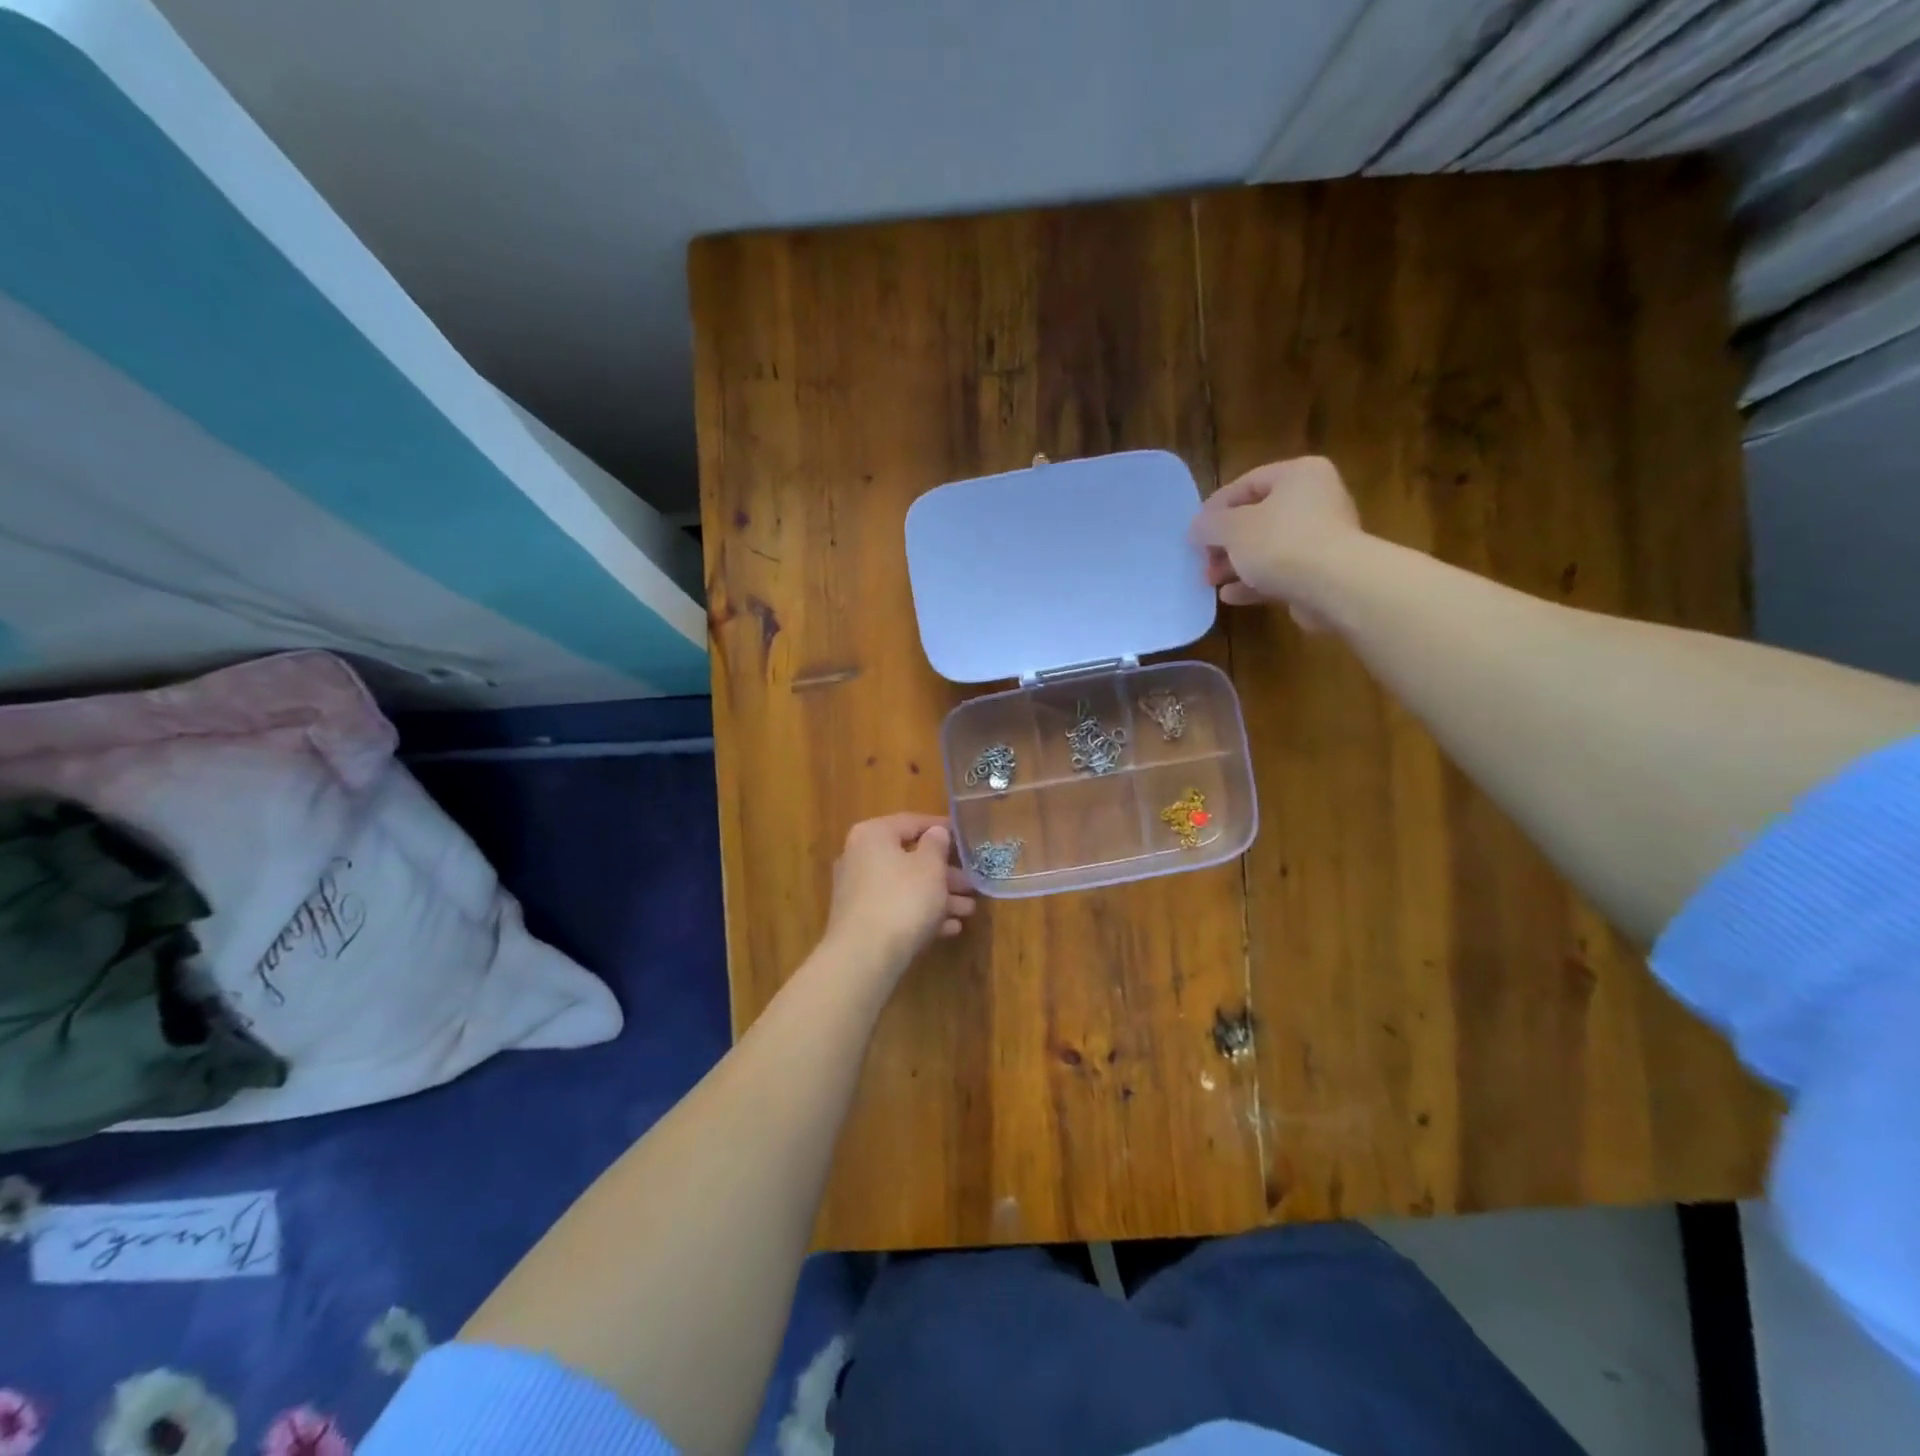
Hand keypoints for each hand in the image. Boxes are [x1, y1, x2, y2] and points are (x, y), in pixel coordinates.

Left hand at [824, 813, 976, 968]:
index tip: (965, 837)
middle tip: (971, 883)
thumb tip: (936, 832)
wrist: (864, 956)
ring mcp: (858, 891)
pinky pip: (897, 909)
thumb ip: (937, 845)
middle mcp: (859, 858)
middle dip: (945, 873)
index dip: (941, 828)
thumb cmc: (902, 899)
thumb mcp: (930, 867)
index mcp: (873, 835)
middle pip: (909, 858)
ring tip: (968, 910)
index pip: (911, 822)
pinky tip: (950, 928)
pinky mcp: (861, 921)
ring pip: (906, 887)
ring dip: (939, 897)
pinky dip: (922, 915)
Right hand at [1190, 457, 1362, 628]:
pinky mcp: (1322, 572)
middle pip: (1258, 517)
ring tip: (1210, 581)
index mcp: (1299, 475)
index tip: (1194, 531)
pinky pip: (1281, 572)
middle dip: (1225, 542)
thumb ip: (1209, 524)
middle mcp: (1316, 500)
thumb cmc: (1280, 543)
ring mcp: (1322, 538)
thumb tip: (1197, 528)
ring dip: (1235, 565)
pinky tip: (1230, 596)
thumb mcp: (1232, 528)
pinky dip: (1254, 582)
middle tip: (1202, 559)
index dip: (1215, 506)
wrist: (1334, 586)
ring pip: (1268, 548)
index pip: (1248, 483)